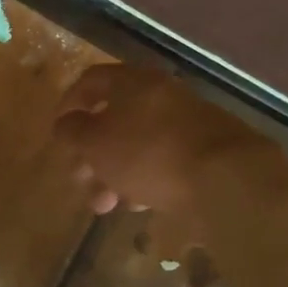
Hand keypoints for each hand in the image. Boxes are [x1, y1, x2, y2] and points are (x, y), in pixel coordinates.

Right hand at [54, 64, 287, 215]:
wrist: (228, 179)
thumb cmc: (149, 153)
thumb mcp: (96, 143)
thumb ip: (72, 132)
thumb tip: (64, 124)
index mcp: (134, 82)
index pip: (91, 81)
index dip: (69, 104)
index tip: (58, 132)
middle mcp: (162, 95)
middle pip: (115, 118)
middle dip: (91, 152)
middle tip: (80, 180)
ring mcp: (188, 123)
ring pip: (139, 144)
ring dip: (115, 172)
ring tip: (106, 205)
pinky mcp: (207, 152)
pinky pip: (164, 161)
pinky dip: (146, 178)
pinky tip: (140, 204)